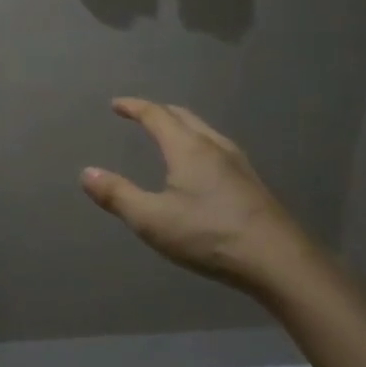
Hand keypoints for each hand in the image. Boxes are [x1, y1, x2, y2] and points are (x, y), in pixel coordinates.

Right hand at [81, 98, 324, 299]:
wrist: (279, 261)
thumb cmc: (209, 235)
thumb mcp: (153, 220)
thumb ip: (118, 196)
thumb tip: (86, 173)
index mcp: (188, 148)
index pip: (156, 115)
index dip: (134, 107)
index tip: (116, 105)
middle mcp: (214, 146)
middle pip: (184, 116)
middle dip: (159, 112)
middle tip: (140, 115)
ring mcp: (239, 164)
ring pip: (205, 132)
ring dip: (182, 127)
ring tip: (168, 136)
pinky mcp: (252, 184)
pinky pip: (218, 149)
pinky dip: (198, 145)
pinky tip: (201, 168)